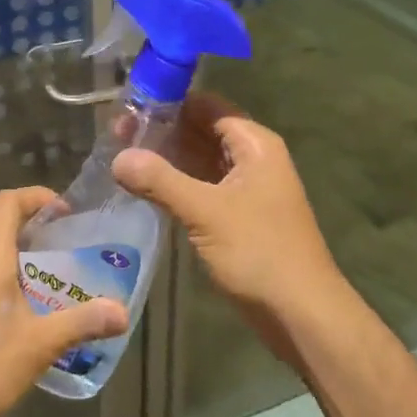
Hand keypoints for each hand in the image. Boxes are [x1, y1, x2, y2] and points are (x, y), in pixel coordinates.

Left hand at [0, 187, 128, 416]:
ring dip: (31, 260)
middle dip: (43, 231)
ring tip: (65, 284)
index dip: (37, 196)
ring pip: (0, 257)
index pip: (7, 202)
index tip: (66, 214)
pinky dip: (18, 283)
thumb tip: (122, 312)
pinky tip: (38, 317)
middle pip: (6, 227)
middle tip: (78, 251)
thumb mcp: (39, 345)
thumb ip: (81, 323)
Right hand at [112, 104, 350, 363]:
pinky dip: (175, 185)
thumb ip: (160, 180)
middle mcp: (252, 159)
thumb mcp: (205, 211)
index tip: (128, 106)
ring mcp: (246, 190)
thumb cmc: (259, 252)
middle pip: (202, 131)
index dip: (169, 102)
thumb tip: (118, 157)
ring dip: (166, 159)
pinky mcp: (238, 217)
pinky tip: (143, 188)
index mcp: (254, 145)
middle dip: (162, 131)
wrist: (301, 314)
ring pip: (200, 161)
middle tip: (115, 134)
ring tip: (121, 156)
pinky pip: (202, 188)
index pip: (206, 106)